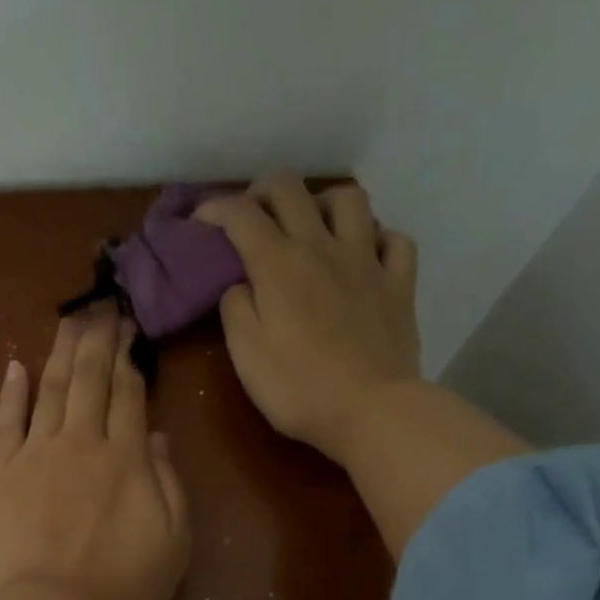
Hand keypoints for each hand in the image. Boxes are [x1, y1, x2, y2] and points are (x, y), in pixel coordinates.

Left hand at [0, 308, 190, 599]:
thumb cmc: (126, 588)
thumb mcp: (175, 541)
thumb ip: (170, 483)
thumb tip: (155, 437)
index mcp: (127, 458)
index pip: (129, 394)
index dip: (131, 359)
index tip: (130, 331)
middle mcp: (82, 443)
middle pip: (91, 380)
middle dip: (99, 340)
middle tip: (102, 307)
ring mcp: (36, 454)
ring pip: (51, 390)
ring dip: (61, 352)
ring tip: (69, 320)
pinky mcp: (0, 474)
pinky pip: (5, 422)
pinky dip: (11, 392)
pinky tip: (16, 365)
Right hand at [196, 171, 421, 463]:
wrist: (371, 410)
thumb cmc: (299, 388)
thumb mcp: (246, 354)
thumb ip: (235, 308)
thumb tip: (240, 283)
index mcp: (278, 264)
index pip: (241, 214)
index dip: (214, 209)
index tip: (200, 224)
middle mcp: (322, 247)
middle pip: (291, 188)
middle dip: (262, 191)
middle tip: (252, 217)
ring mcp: (367, 262)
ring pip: (349, 200)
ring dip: (323, 203)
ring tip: (312, 227)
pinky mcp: (399, 284)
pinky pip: (395, 240)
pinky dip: (377, 239)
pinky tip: (365, 255)